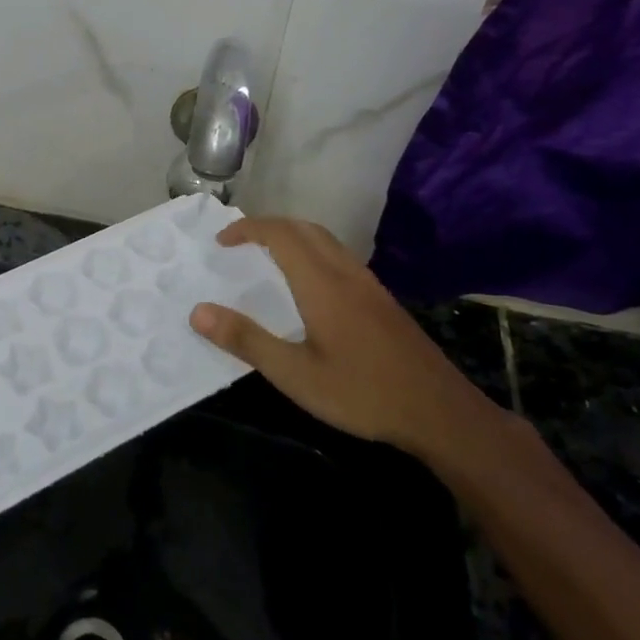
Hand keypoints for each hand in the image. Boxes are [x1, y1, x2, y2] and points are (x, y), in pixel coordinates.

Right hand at [189, 217, 495, 460]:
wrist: (440, 413)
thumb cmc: (362, 393)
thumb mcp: (295, 375)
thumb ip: (246, 341)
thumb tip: (198, 311)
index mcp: (322, 284)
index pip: (280, 234)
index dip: (248, 229)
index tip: (221, 242)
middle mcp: (346, 273)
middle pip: (305, 228)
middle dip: (268, 227)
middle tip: (240, 245)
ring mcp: (369, 285)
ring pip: (326, 241)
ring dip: (292, 237)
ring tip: (267, 258)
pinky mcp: (382, 300)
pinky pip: (340, 257)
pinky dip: (312, 252)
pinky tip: (308, 286)